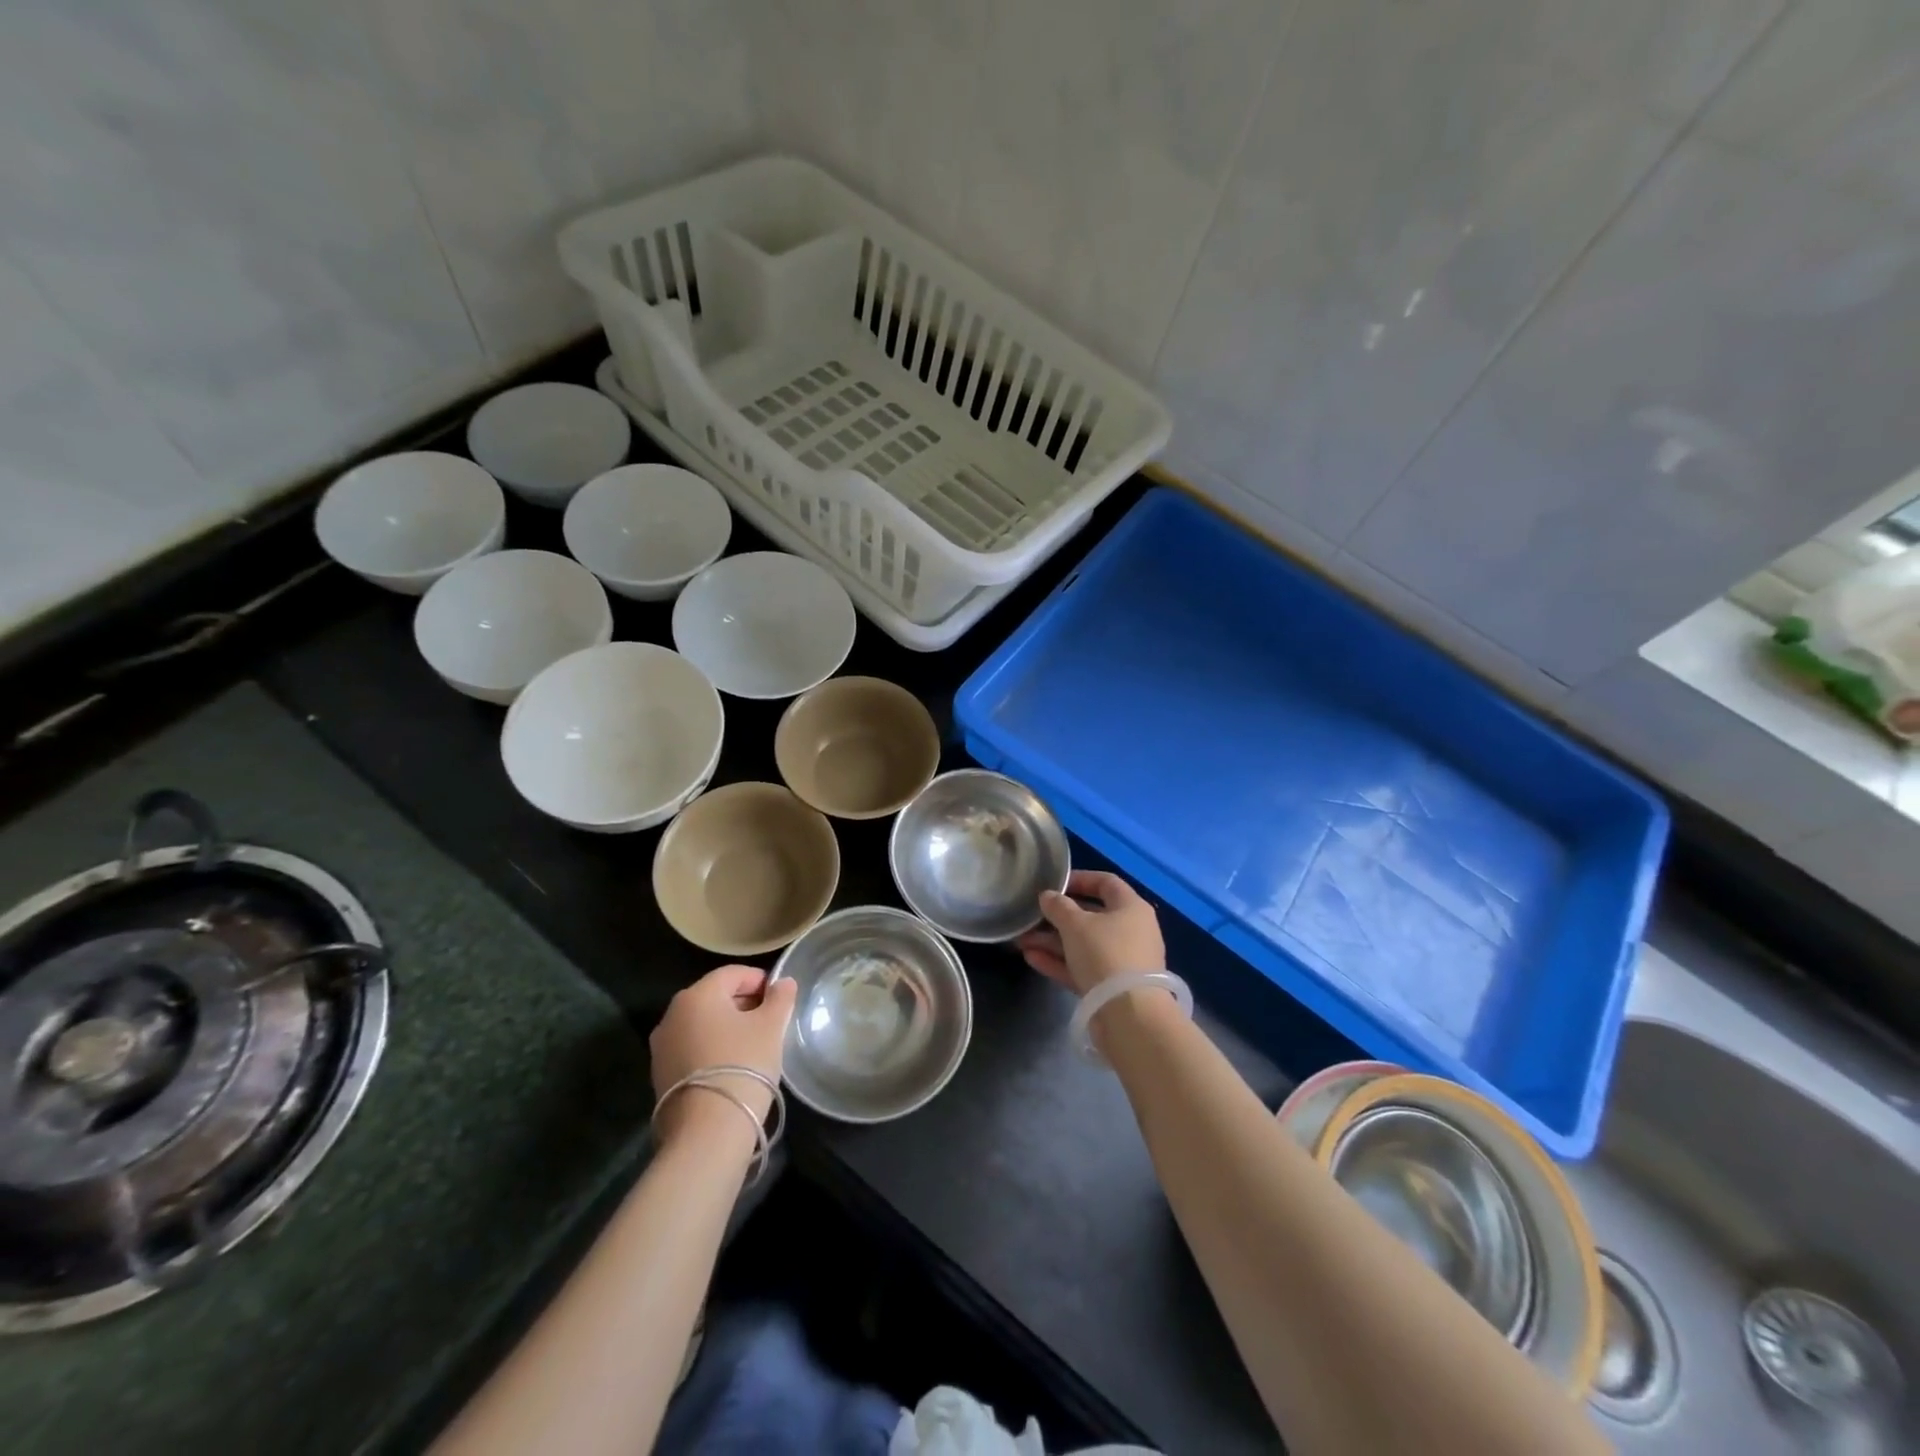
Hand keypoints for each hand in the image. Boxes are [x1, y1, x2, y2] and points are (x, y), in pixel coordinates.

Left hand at [649, 965, 797, 1143]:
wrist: (706, 1132)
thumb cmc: (743, 1065)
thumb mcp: (771, 1027)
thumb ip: (780, 998)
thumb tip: (783, 983)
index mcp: (697, 994)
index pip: (733, 973)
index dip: (760, 981)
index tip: (780, 999)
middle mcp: (672, 1014)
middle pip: (715, 997)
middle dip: (744, 1003)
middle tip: (770, 1022)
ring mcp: (661, 1046)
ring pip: (702, 1023)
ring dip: (727, 1027)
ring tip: (753, 1046)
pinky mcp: (660, 1074)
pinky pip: (692, 1047)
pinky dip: (712, 1048)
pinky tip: (732, 1066)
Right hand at [1016, 870, 1165, 995]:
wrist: (1129, 1015)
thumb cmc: (1105, 954)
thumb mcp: (1076, 924)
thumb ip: (1058, 906)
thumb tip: (1047, 896)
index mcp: (1131, 908)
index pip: (1106, 882)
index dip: (1079, 879)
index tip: (1054, 884)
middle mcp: (1131, 931)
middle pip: (1091, 916)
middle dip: (1058, 917)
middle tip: (1032, 916)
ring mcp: (1122, 961)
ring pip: (1083, 944)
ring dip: (1052, 941)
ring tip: (1021, 940)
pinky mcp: (1111, 987)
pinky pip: (1082, 967)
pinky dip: (1059, 962)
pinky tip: (1031, 958)